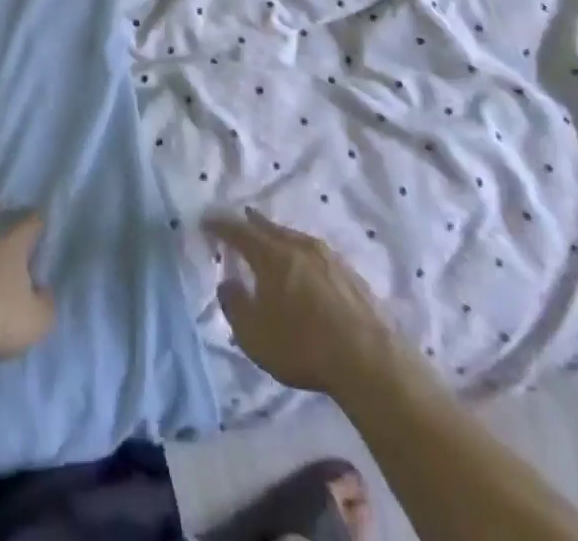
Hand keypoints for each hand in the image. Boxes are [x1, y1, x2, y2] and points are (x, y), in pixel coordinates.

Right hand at [207, 208, 399, 395]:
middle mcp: (298, 246)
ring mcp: (328, 257)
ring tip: (273, 242)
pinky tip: (306, 268)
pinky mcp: (351, 274)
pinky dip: (303, 256)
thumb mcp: (254, 335)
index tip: (207, 221)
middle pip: (270, 228)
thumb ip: (234, 305)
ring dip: (280, 238)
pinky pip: (316, 255)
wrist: (370, 360)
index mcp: (271, 254)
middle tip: (243, 217)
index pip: (238, 231)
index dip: (220, 225)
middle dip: (253, 223)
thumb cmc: (303, 345)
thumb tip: (228, 283)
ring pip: (295, 239)